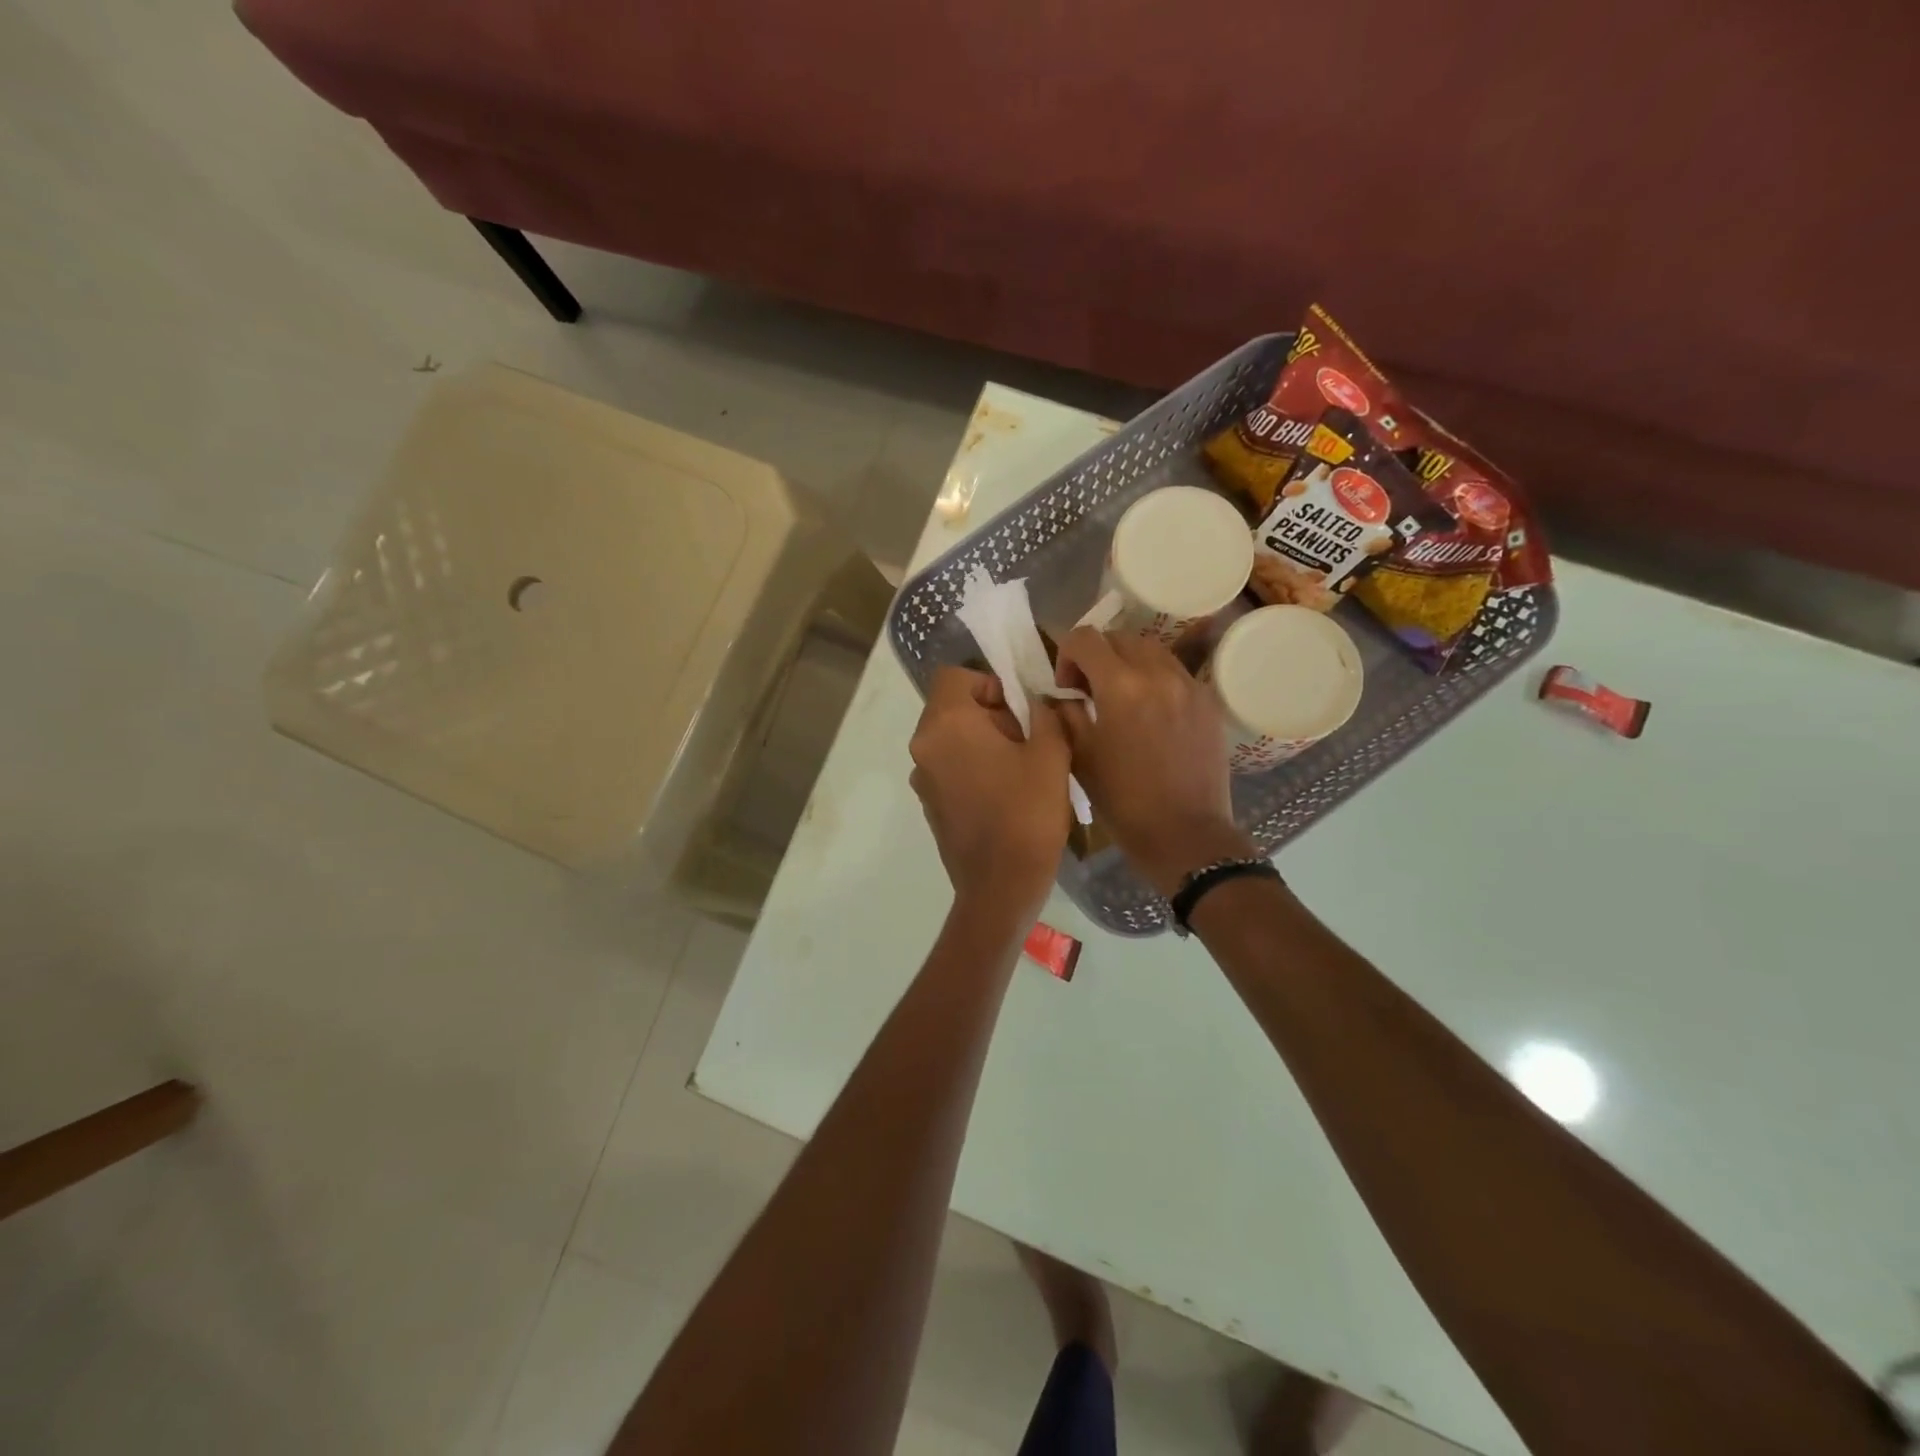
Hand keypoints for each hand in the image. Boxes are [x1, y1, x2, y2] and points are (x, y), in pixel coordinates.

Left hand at [909, 667, 1071, 917]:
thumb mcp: (1050, 754)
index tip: (1019, 711)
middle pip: (952, 707)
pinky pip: (950, 767)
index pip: (955, 677)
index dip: (989, 684)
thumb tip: (1035, 702)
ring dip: (983, 742)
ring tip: (1021, 769)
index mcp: (946, 725)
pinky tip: (1005, 794)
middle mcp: (924, 746)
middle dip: (991, 714)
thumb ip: (1044, 714)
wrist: (1000, 887)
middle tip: (1028, 740)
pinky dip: (973, 767)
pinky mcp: (929, 804)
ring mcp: (923, 778)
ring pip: (952, 738)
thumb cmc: (1026, 814)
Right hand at [1054, 628, 1256, 896]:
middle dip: (1097, 656)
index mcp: (1121, 686)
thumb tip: (1062, 693)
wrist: (1184, 833)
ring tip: (1121, 697)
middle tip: (1089, 689)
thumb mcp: (1080, 755)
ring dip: (1128, 662)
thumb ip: (1065, 712)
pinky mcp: (1208, 701)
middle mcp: (1158, 673)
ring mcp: (1189, 685)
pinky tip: (1150, 712)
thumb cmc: (1123, 800)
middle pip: (1119, 637)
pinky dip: (1155, 679)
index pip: (1085, 638)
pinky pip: (1175, 672)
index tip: (1066, 685)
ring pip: (1151, 649)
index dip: (1066, 654)